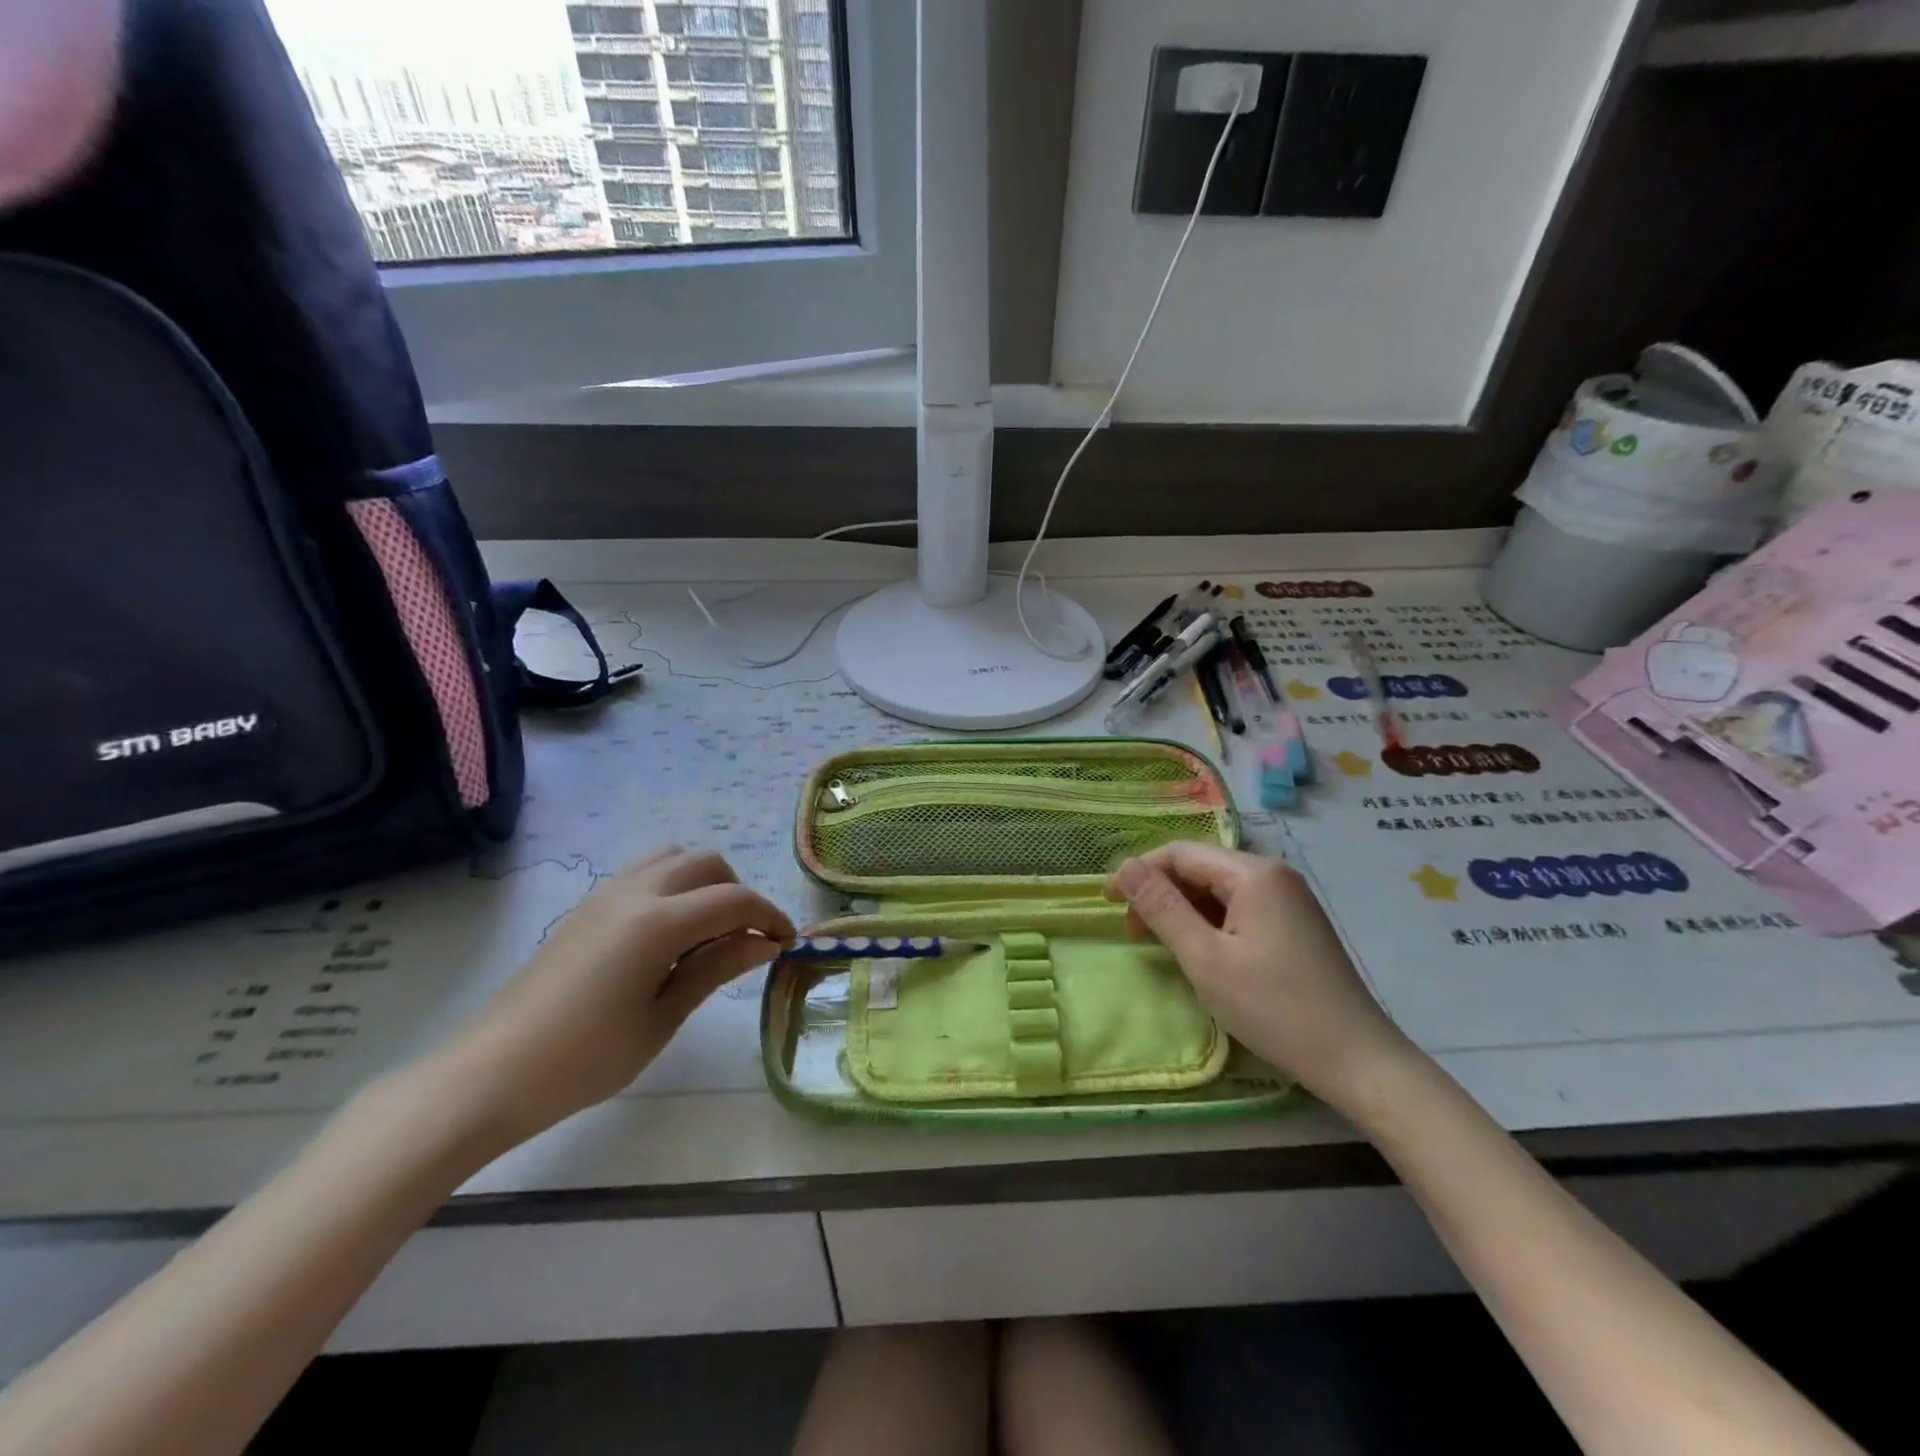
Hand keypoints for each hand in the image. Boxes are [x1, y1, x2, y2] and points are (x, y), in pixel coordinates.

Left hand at [427, 847, 794, 1150]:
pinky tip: (668, 935)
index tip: (786, 943)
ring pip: (674, 858)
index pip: (734, 900)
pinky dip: (674, 887)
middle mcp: (636, 892)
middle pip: (707, 864)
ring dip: (704, 883)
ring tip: (707, 933)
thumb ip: (716, 968)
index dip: (769, 917)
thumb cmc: (586, 1058)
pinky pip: (645, 873)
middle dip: (738, 894)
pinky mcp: (588, 907)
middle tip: (745, 941)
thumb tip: (764, 942)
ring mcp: (607, 894)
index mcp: (659, 921)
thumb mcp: (662, 1018)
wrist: (491, 1073)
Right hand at [1106, 843, 1413, 1107]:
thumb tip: (1125, 868)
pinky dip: (1210, 923)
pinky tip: (1201, 952)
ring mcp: (1289, 900)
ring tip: (1162, 944)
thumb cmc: (1275, 1008)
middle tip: (1134, 933)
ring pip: (1219, 890)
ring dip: (1183, 909)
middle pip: (1201, 867)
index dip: (1139, 872)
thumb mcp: (1205, 959)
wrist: (1359, 1061)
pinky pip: (1240, 908)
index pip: (1180, 853)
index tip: (1108, 903)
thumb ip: (1162, 908)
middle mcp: (1273, 875)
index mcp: (1253, 873)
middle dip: (1161, 892)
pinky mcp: (1295, 925)